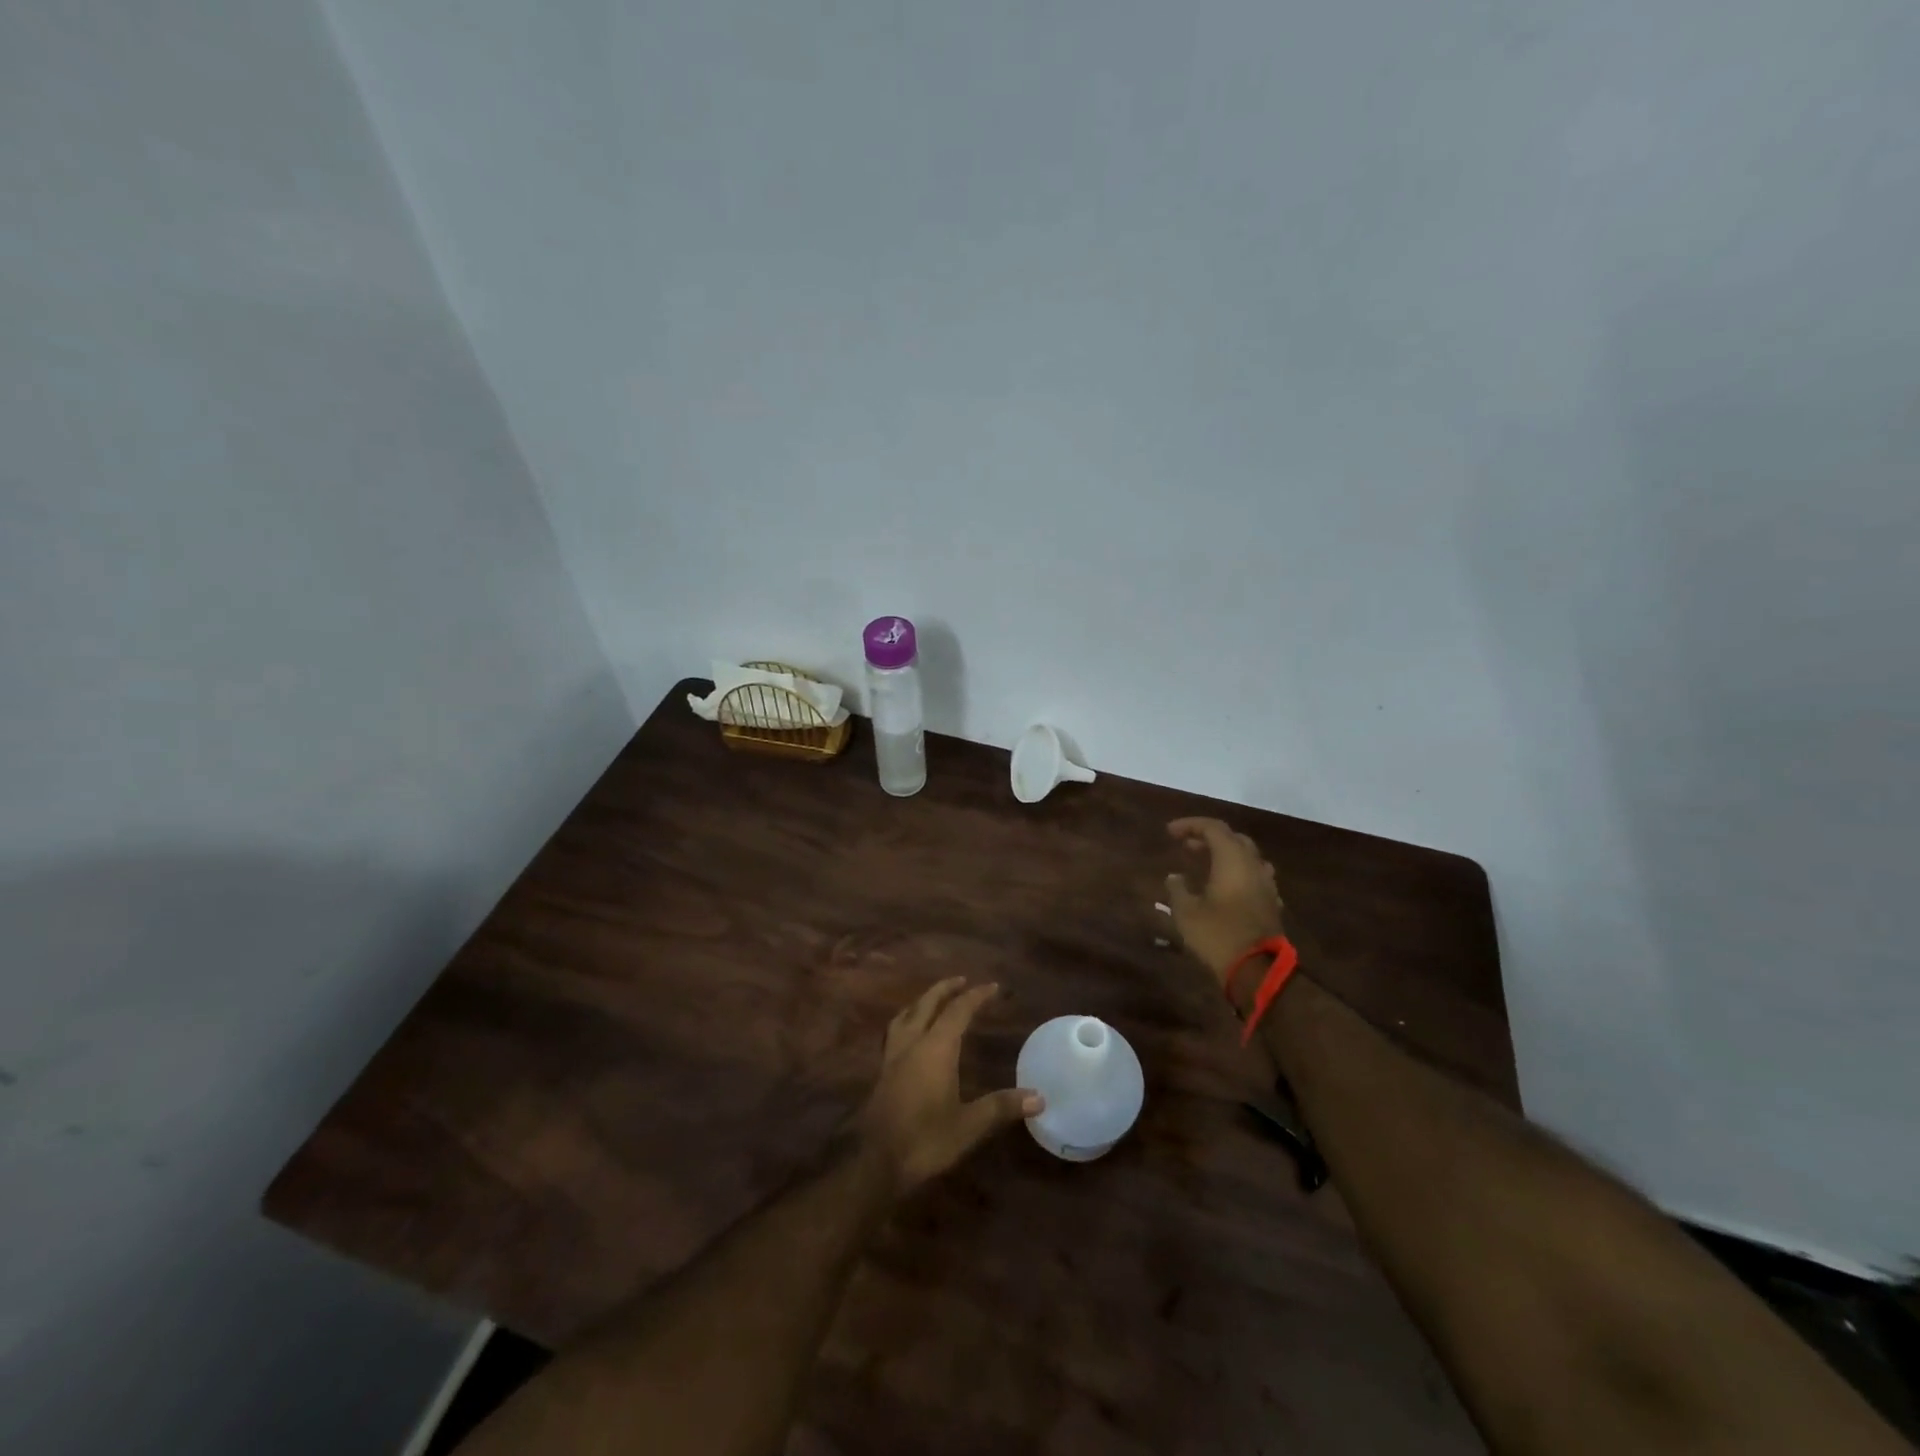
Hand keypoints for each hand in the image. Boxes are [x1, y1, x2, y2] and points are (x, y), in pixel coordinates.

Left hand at [856, 978, 1042, 1196]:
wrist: (875, 1163)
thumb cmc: (925, 1140)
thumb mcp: (969, 1126)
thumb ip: (1001, 1107)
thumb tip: (1039, 1097)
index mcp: (935, 1048)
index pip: (958, 1011)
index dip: (976, 996)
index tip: (993, 986)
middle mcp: (912, 1043)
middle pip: (927, 1004)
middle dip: (945, 989)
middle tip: (962, 980)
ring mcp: (893, 1056)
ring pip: (906, 1015)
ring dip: (922, 1002)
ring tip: (934, 1000)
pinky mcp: (882, 1072)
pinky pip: (895, 1032)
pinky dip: (907, 1021)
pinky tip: (910, 1035)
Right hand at [1164, 817, 1285, 989]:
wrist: (1258, 970)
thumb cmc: (1218, 934)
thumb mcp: (1186, 912)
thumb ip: (1178, 889)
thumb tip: (1175, 877)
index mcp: (1233, 860)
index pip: (1213, 828)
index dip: (1190, 825)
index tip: (1170, 832)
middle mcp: (1253, 865)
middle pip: (1233, 839)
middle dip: (1208, 838)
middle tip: (1186, 846)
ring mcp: (1266, 884)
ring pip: (1247, 857)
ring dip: (1225, 854)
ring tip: (1205, 863)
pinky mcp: (1271, 903)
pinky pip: (1253, 876)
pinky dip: (1236, 873)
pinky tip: (1224, 887)